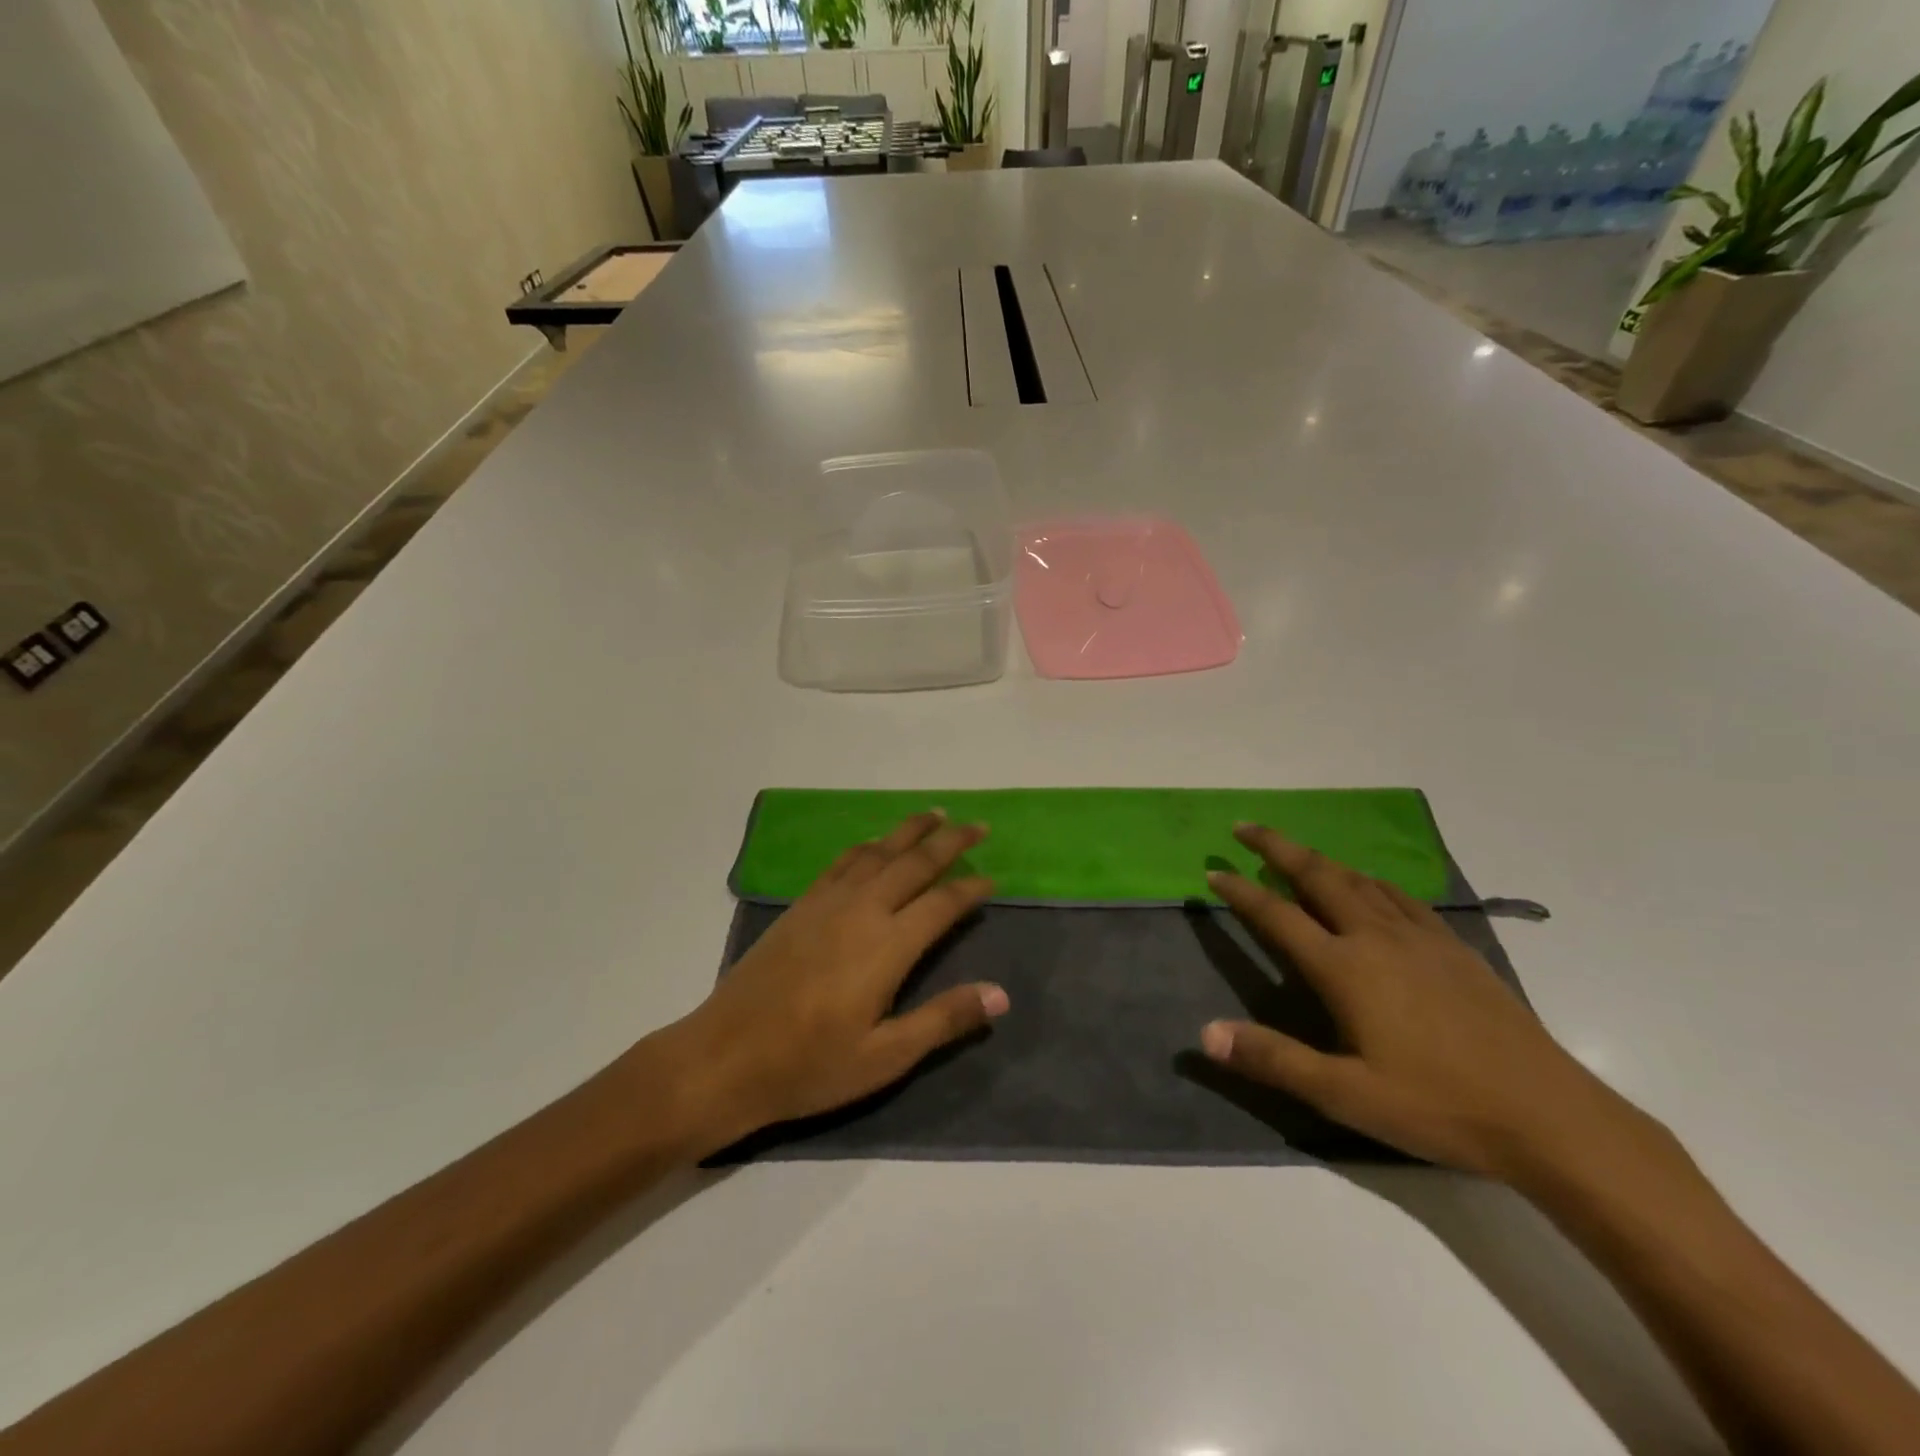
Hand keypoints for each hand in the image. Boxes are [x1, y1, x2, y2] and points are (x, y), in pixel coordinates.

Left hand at [667, 812, 1008, 1152]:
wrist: (725, 1056)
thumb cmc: (810, 1065)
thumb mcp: (886, 1056)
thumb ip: (944, 1019)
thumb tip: (1002, 993)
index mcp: (888, 945)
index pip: (941, 903)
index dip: (970, 889)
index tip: (993, 880)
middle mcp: (862, 909)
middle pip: (914, 862)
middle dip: (950, 841)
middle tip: (978, 826)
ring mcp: (828, 902)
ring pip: (879, 852)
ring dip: (910, 831)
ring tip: (935, 816)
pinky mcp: (802, 905)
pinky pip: (844, 861)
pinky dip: (869, 845)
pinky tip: (876, 845)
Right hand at [1201, 824, 1629, 1178]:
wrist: (1549, 1115)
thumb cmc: (1438, 1105)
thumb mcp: (1345, 1094)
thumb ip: (1273, 1058)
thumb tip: (1205, 1033)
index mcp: (1345, 968)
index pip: (1278, 915)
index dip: (1241, 891)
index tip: (1214, 870)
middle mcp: (1377, 938)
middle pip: (1318, 876)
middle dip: (1277, 847)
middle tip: (1245, 827)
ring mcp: (1420, 938)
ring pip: (1359, 880)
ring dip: (1320, 860)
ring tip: (1296, 853)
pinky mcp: (1454, 947)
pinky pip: (1399, 896)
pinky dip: (1369, 880)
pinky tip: (1370, 887)